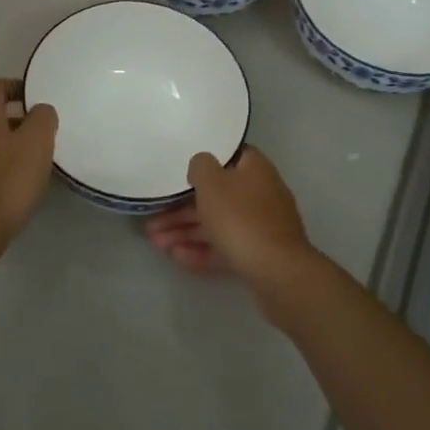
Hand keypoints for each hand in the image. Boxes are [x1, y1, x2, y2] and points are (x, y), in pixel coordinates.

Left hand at [0, 79, 57, 251]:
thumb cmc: (9, 180)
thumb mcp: (36, 141)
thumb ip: (43, 117)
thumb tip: (40, 111)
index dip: (17, 86)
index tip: (39, 98)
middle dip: (22, 120)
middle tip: (47, 134)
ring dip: (16, 145)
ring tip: (40, 161)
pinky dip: (8, 166)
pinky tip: (24, 185)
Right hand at [146, 147, 313, 293]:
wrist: (276, 272)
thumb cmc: (240, 218)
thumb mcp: (212, 183)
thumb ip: (200, 166)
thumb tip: (201, 165)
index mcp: (255, 169)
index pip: (230, 157)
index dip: (205, 163)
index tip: (181, 172)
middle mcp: (261, 194)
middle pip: (217, 197)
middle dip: (182, 210)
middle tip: (153, 221)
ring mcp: (261, 227)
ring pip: (218, 225)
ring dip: (186, 232)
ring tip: (156, 243)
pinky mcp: (259, 255)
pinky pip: (225, 248)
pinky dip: (202, 250)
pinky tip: (176, 257)